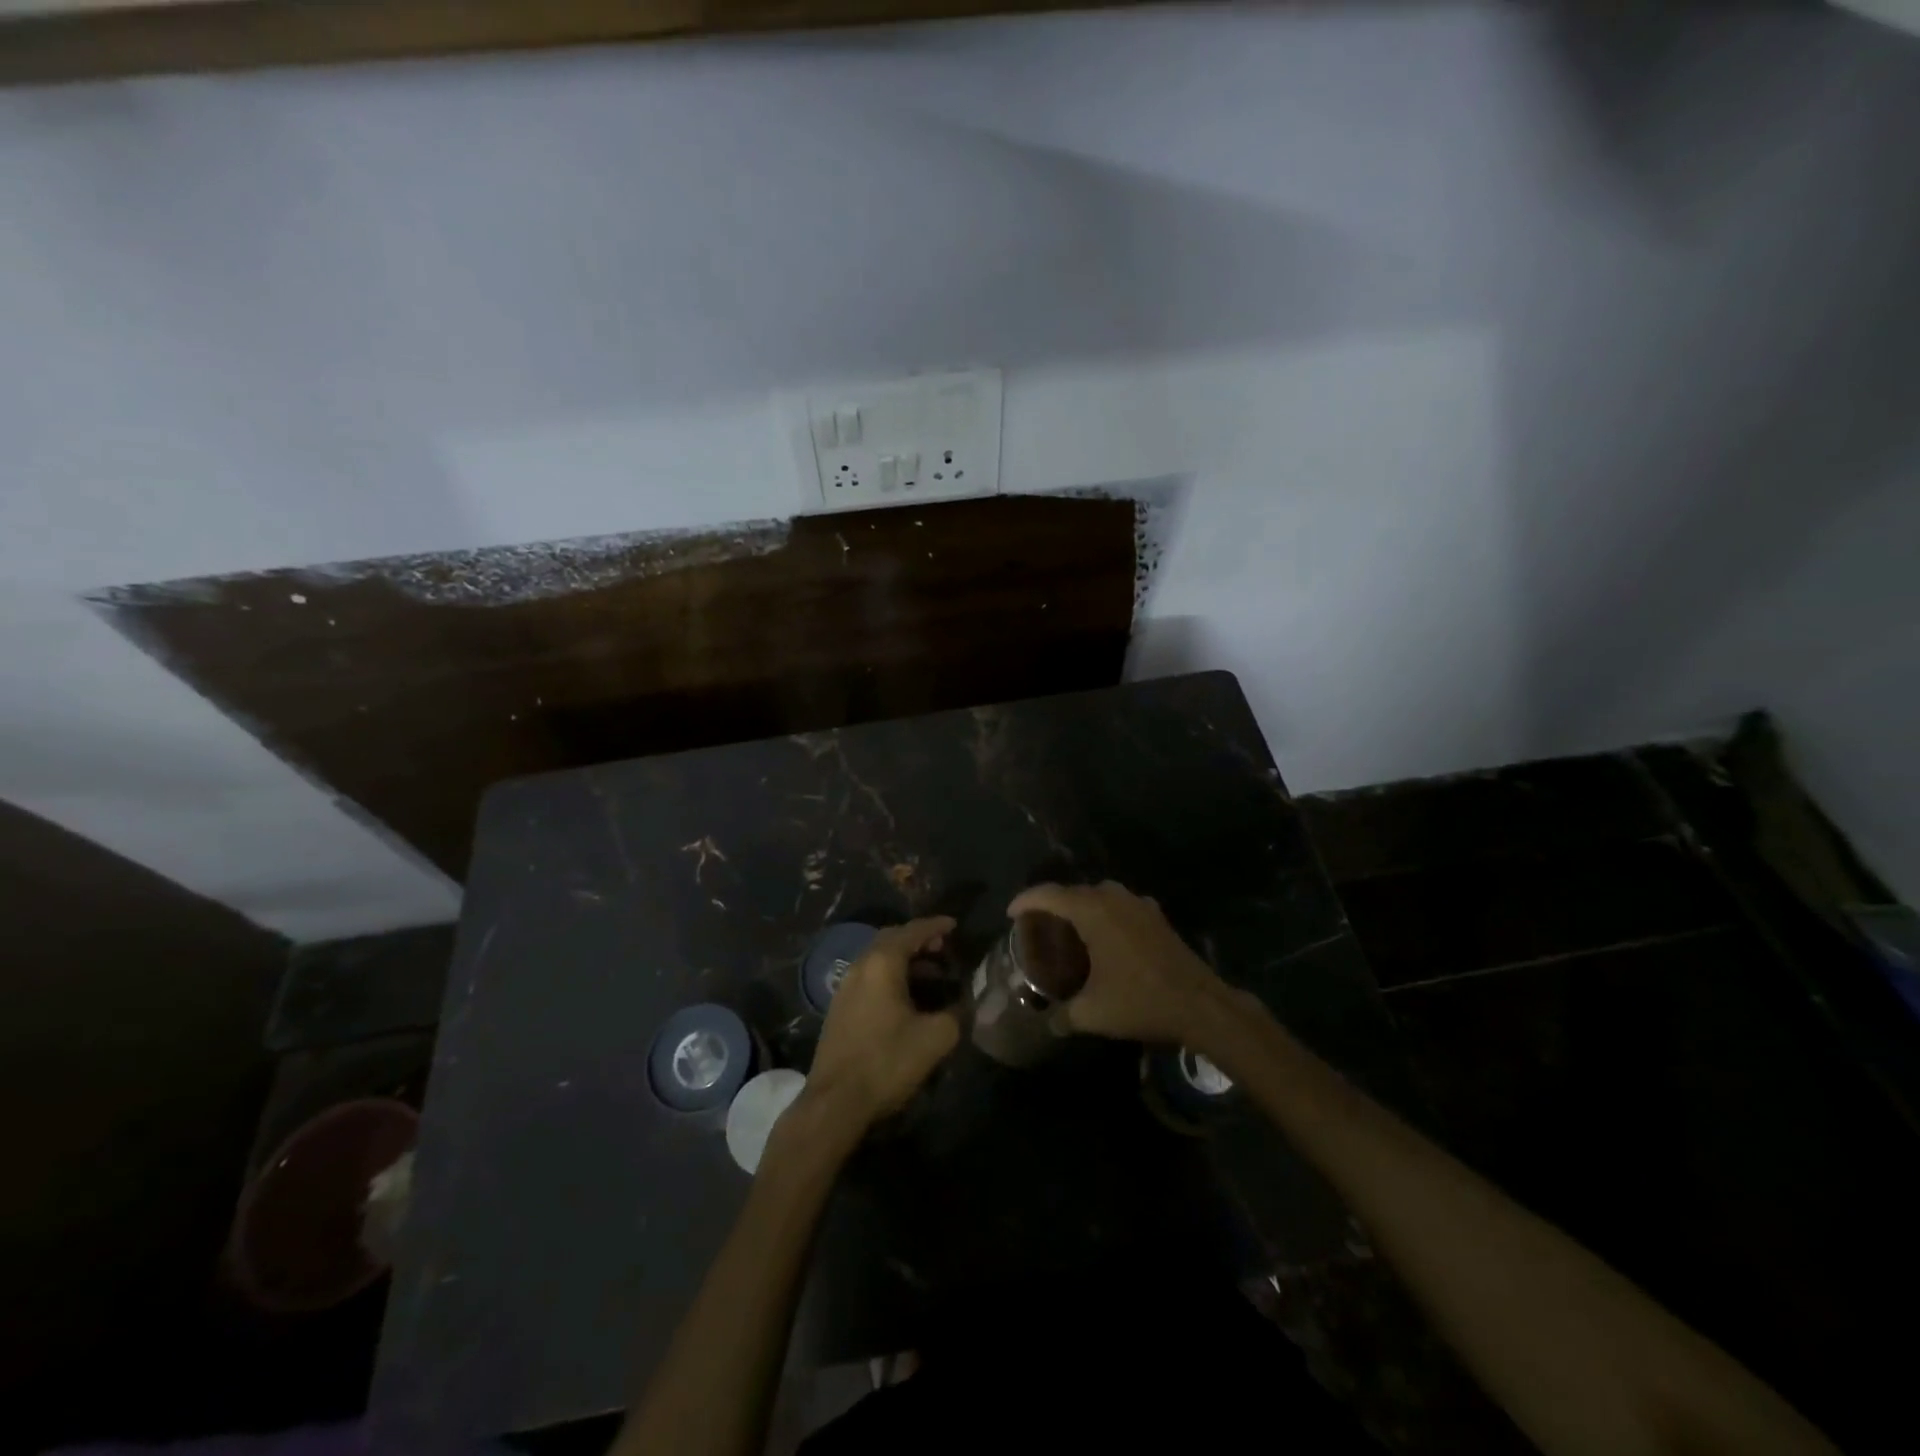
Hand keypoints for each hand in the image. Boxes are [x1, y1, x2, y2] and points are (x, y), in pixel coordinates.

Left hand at [804, 916, 961, 1131]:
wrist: (835, 1102)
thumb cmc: (887, 1062)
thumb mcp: (935, 1038)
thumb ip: (956, 1013)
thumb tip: (965, 1001)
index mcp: (882, 963)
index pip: (912, 931)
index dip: (935, 926)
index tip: (954, 925)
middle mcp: (860, 966)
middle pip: (891, 939)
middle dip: (918, 939)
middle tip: (943, 947)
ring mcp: (845, 986)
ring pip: (878, 958)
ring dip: (904, 959)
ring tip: (931, 973)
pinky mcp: (839, 1007)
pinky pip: (869, 976)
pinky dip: (890, 974)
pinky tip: (905, 996)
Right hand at [1007, 881, 1227, 1044]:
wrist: (1200, 1004)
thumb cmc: (1140, 1001)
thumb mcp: (1092, 1013)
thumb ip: (1063, 1016)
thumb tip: (1048, 1022)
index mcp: (1092, 911)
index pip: (1048, 894)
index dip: (1025, 901)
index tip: (1010, 914)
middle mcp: (1113, 898)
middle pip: (1073, 892)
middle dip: (1051, 904)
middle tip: (1037, 926)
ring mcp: (1138, 904)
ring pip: (1099, 895)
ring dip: (1080, 906)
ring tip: (1068, 929)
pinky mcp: (1156, 916)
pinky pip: (1120, 905)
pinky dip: (1105, 913)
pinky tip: (1104, 937)